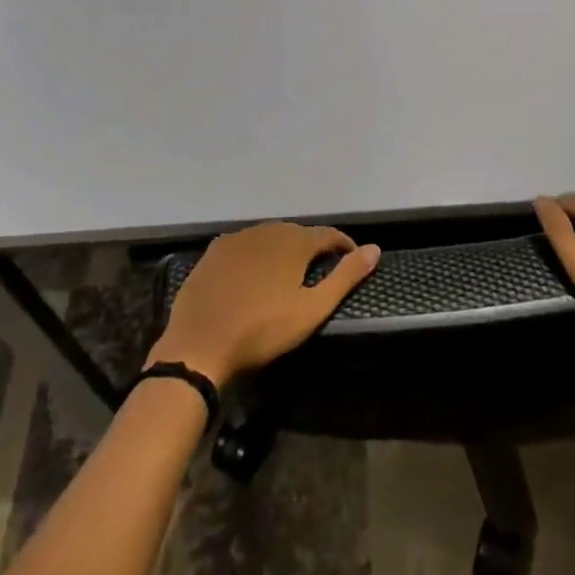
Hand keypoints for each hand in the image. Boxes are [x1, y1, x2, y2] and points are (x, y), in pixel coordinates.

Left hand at [148, 223, 380, 384]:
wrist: (199, 344)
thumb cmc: (262, 330)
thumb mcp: (311, 310)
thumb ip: (345, 277)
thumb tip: (375, 249)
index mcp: (293, 241)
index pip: (328, 234)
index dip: (343, 245)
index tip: (352, 260)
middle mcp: (267, 230)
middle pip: (298, 233)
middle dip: (312, 248)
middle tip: (319, 272)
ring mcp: (237, 238)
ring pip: (270, 237)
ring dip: (283, 250)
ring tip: (288, 275)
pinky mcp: (214, 252)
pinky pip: (244, 246)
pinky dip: (255, 255)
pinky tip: (253, 276)